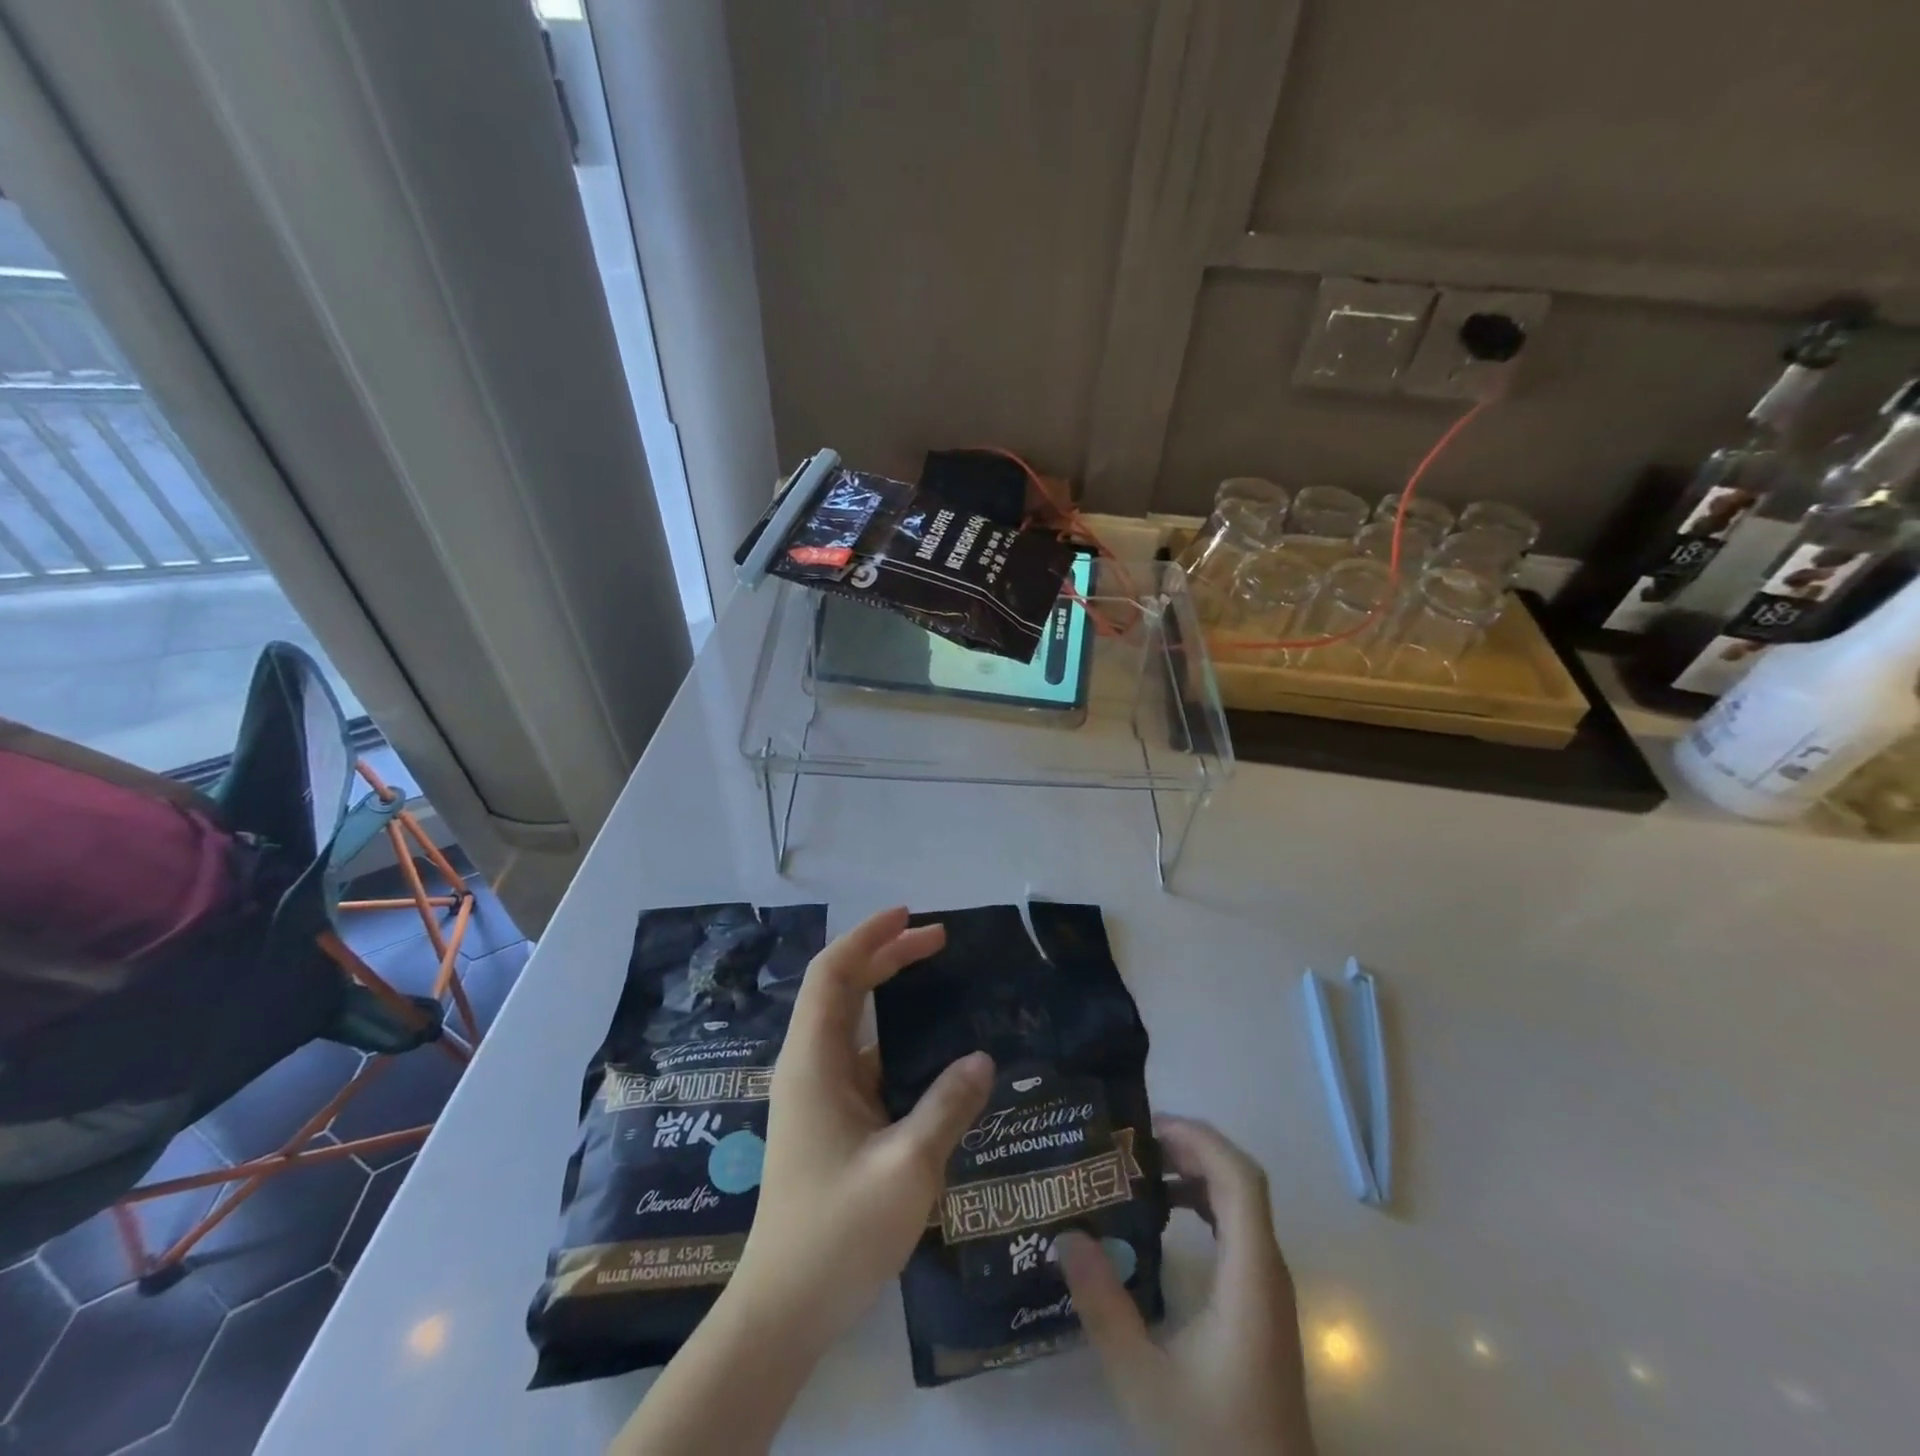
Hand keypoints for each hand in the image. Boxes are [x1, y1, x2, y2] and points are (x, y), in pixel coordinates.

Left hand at [613, 910, 992, 1455]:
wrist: (784, 1310)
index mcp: (813, 1062)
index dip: (868, 937)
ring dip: (890, 994)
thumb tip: (982, 1059)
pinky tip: (933, 1051)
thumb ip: (946, 1107)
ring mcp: (818, 1094)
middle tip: (940, 940)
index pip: (832, 974)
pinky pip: (865, 1058)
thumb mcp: (906, 1169)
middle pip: (842, 988)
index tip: (910, 916)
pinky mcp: (831, 1119)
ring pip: (853, 1022)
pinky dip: (896, 1038)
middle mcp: (810, 1066)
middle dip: (887, 955)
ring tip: (940, 980)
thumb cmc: (837, 1234)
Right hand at [1056, 1116, 1315, 1455]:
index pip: (1241, 1180)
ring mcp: (1269, 1291)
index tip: (1145, 1129)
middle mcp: (1268, 1272)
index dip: (1199, 1140)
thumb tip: (1065, 1234)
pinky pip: (1237, 1230)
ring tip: (1140, 1169)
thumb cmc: (1212, 1449)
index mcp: (1251, 1279)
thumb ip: (1103, 1305)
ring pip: (1241, 1204)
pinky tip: (1164, 1215)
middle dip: (1189, 1147)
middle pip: (1241, 1181)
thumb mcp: (1142, 1382)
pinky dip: (1203, 1204)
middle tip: (1130, 1143)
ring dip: (1196, 1172)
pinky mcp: (1261, 1308)